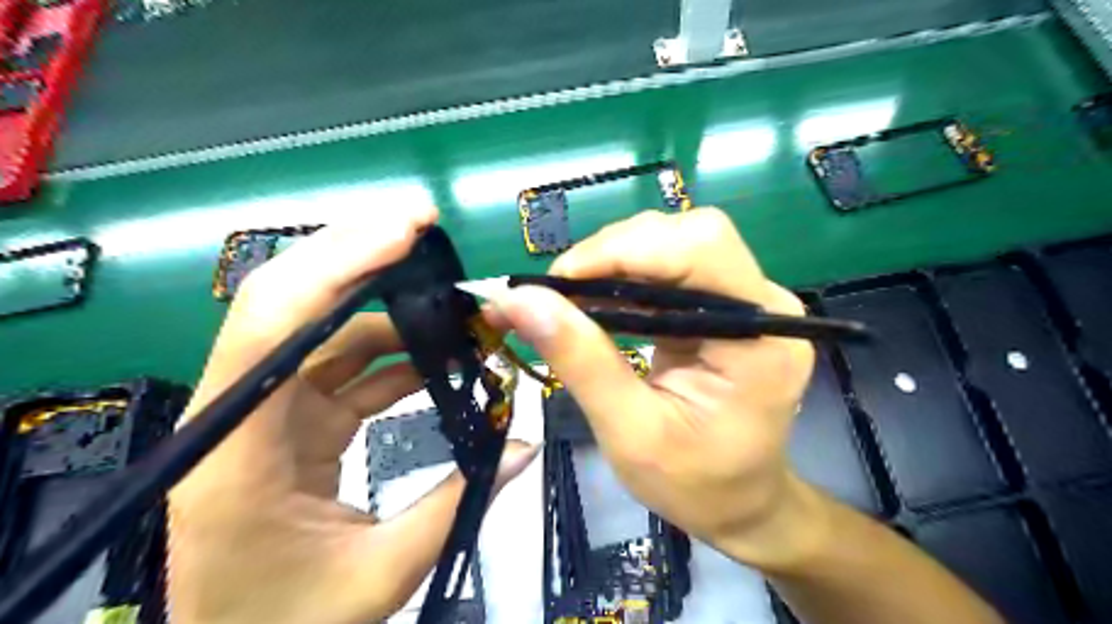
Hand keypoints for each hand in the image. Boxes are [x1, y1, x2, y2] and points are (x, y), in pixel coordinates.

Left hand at [167, 207, 541, 623]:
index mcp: (238, 447)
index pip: (274, 323)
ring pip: (322, 329)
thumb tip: (525, 445)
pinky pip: (342, 365)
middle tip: (425, 229)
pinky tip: (435, 350)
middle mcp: (240, 410)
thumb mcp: (379, 574)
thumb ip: (457, 503)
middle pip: (290, 302)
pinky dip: (391, 351)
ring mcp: (266, 410)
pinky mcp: (290, 419)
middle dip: (359, 255)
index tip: (405, 232)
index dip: (338, 264)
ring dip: (388, 307)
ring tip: (452, 302)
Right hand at [490, 208, 819, 568]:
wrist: (740, 503)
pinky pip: (668, 269)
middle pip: (687, 235)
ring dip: (612, 262)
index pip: (700, 248)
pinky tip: (591, 303)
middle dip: (613, 253)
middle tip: (558, 293)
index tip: (558, 282)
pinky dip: (621, 278)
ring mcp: (746, 301)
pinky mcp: (722, 306)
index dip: (624, 249)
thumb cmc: (695, 484)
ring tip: (566, 298)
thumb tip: (518, 300)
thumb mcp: (630, 433)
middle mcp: (762, 304)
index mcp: (760, 338)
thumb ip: (581, 361)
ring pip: (674, 244)